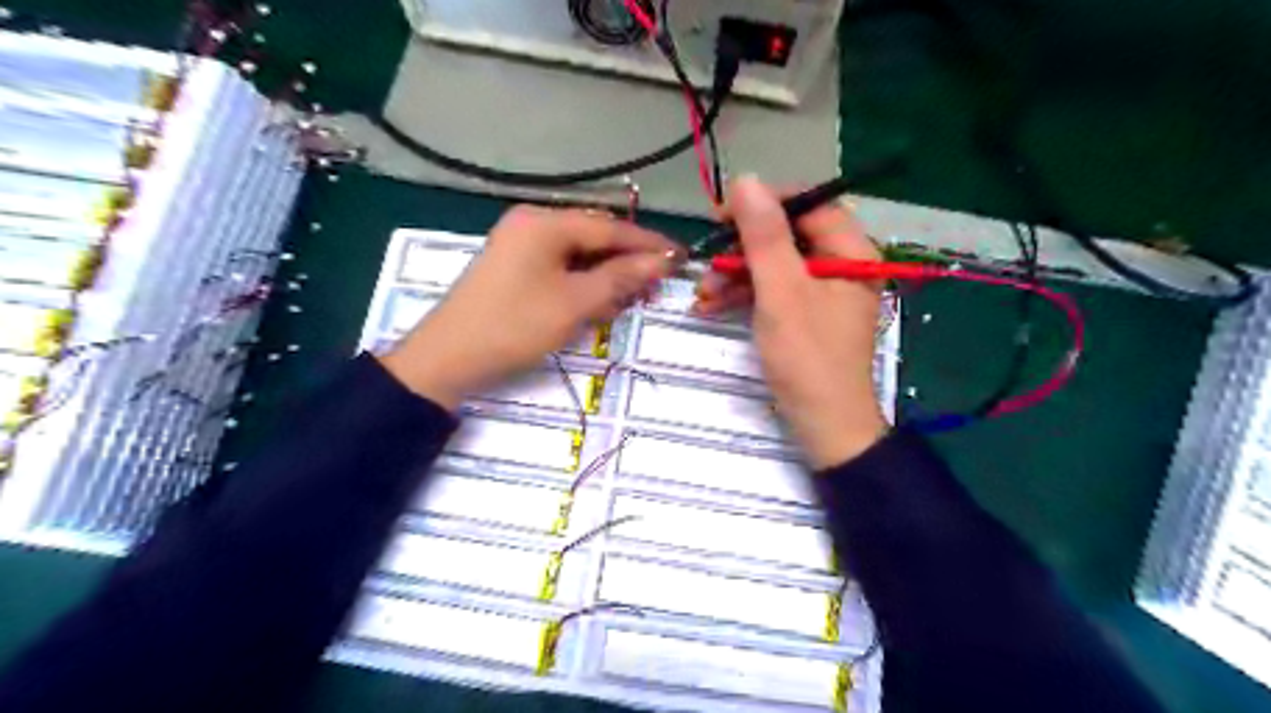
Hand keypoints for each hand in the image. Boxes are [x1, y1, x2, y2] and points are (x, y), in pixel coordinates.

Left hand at [381, 205, 680, 409]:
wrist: (447, 359)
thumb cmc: (514, 326)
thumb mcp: (574, 303)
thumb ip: (621, 278)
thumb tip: (663, 260)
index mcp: (544, 223)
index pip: (610, 227)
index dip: (649, 244)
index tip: (682, 257)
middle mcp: (532, 225)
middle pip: (594, 238)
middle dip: (627, 263)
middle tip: (658, 286)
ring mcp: (521, 246)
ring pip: (579, 255)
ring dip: (607, 276)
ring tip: (633, 300)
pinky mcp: (515, 269)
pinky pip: (561, 269)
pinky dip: (583, 284)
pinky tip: (600, 303)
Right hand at [693, 176, 885, 467]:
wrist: (824, 427)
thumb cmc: (807, 358)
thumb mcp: (781, 293)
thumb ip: (764, 237)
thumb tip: (746, 180)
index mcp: (851, 254)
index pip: (810, 205)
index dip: (767, 203)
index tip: (724, 212)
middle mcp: (841, 267)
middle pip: (789, 236)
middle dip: (744, 247)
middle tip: (709, 257)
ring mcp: (823, 293)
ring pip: (776, 265)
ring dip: (737, 274)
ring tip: (703, 292)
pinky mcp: (806, 315)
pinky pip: (774, 291)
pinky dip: (744, 296)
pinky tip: (711, 305)